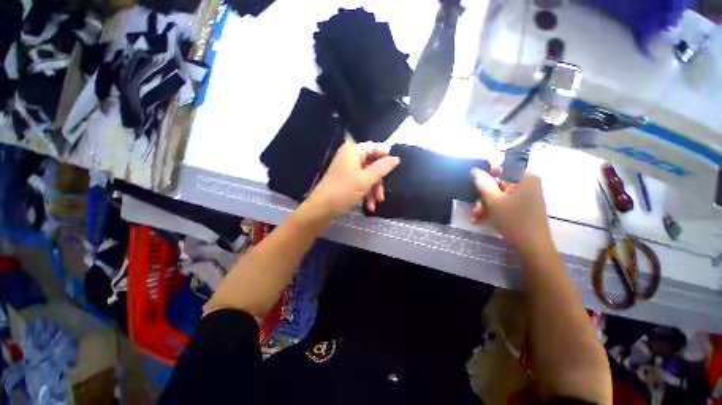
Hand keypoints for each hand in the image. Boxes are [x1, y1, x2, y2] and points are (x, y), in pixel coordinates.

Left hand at [307, 140, 399, 216]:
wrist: (321, 209)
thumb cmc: (343, 191)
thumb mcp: (365, 180)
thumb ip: (382, 168)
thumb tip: (396, 158)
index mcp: (353, 150)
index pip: (375, 148)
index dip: (386, 158)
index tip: (396, 170)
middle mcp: (350, 157)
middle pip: (372, 164)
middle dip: (378, 181)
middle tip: (382, 195)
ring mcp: (347, 169)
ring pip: (367, 176)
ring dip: (373, 190)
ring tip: (375, 204)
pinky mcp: (345, 180)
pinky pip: (360, 183)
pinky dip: (366, 193)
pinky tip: (369, 206)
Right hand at [471, 168, 552, 254]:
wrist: (532, 247)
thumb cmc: (514, 221)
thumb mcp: (494, 201)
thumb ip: (483, 183)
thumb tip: (474, 170)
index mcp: (524, 177)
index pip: (502, 167)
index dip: (486, 174)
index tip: (473, 184)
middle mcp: (527, 183)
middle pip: (499, 183)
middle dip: (484, 195)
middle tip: (475, 208)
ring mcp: (527, 195)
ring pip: (500, 194)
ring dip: (486, 204)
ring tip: (477, 216)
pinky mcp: (524, 205)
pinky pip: (505, 202)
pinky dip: (494, 208)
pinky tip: (483, 218)